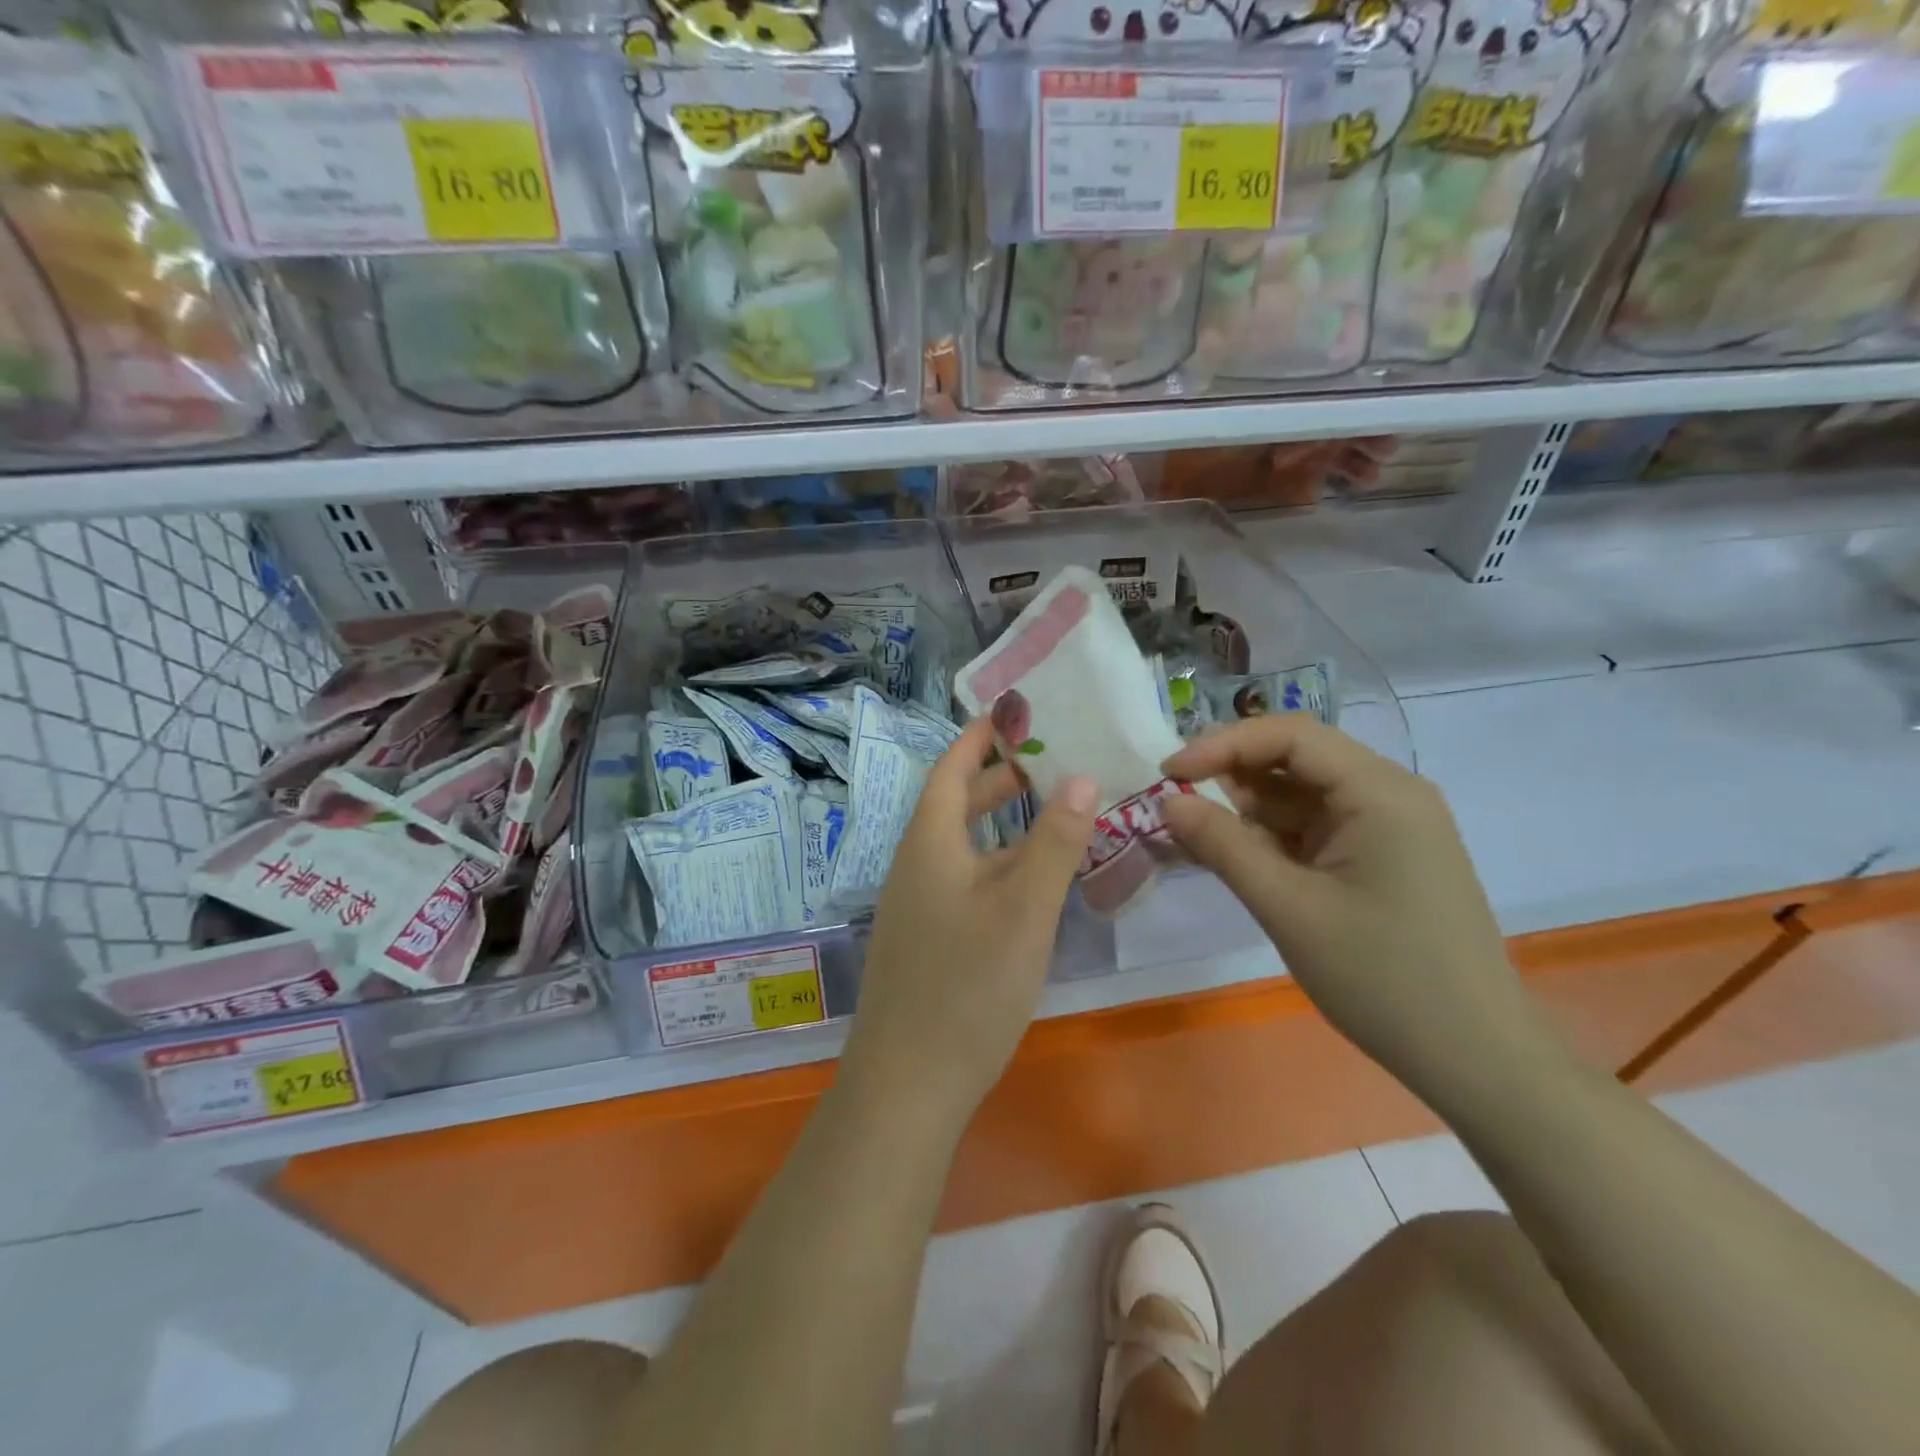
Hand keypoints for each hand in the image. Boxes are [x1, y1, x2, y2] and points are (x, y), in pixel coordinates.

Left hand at [841, 718, 1097, 1126]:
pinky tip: (1034, 885)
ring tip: (1057, 817)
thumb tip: (1081, 776)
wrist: (907, 1085)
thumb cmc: (966, 987)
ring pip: (966, 848)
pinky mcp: (928, 941)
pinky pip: (967, 882)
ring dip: (1005, 827)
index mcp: (929, 843)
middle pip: (956, 805)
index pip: (951, 769)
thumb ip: (1054, 843)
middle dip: (1000, 780)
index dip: (980, 738)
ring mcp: (919, 906)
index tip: (1015, 715)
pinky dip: (1001, 867)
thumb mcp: (1023, 909)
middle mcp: (917, 865)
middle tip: (1051, 762)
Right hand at [1160, 716, 1561, 1106]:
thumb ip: (1222, 845)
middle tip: (1172, 804)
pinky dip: (1270, 838)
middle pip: (1295, 759)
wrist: (1476, 1059)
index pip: (1290, 736)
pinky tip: (1233, 856)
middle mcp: (1389, 795)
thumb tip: (1166, 800)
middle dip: (1231, 776)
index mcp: (1380, 792)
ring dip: (1246, 810)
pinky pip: (1314, 829)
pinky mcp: (1381, 858)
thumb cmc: (1383, 978)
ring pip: (1300, 796)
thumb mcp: (1288, 908)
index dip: (1222, 744)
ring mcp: (1388, 827)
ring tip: (1192, 836)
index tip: (1167, 772)